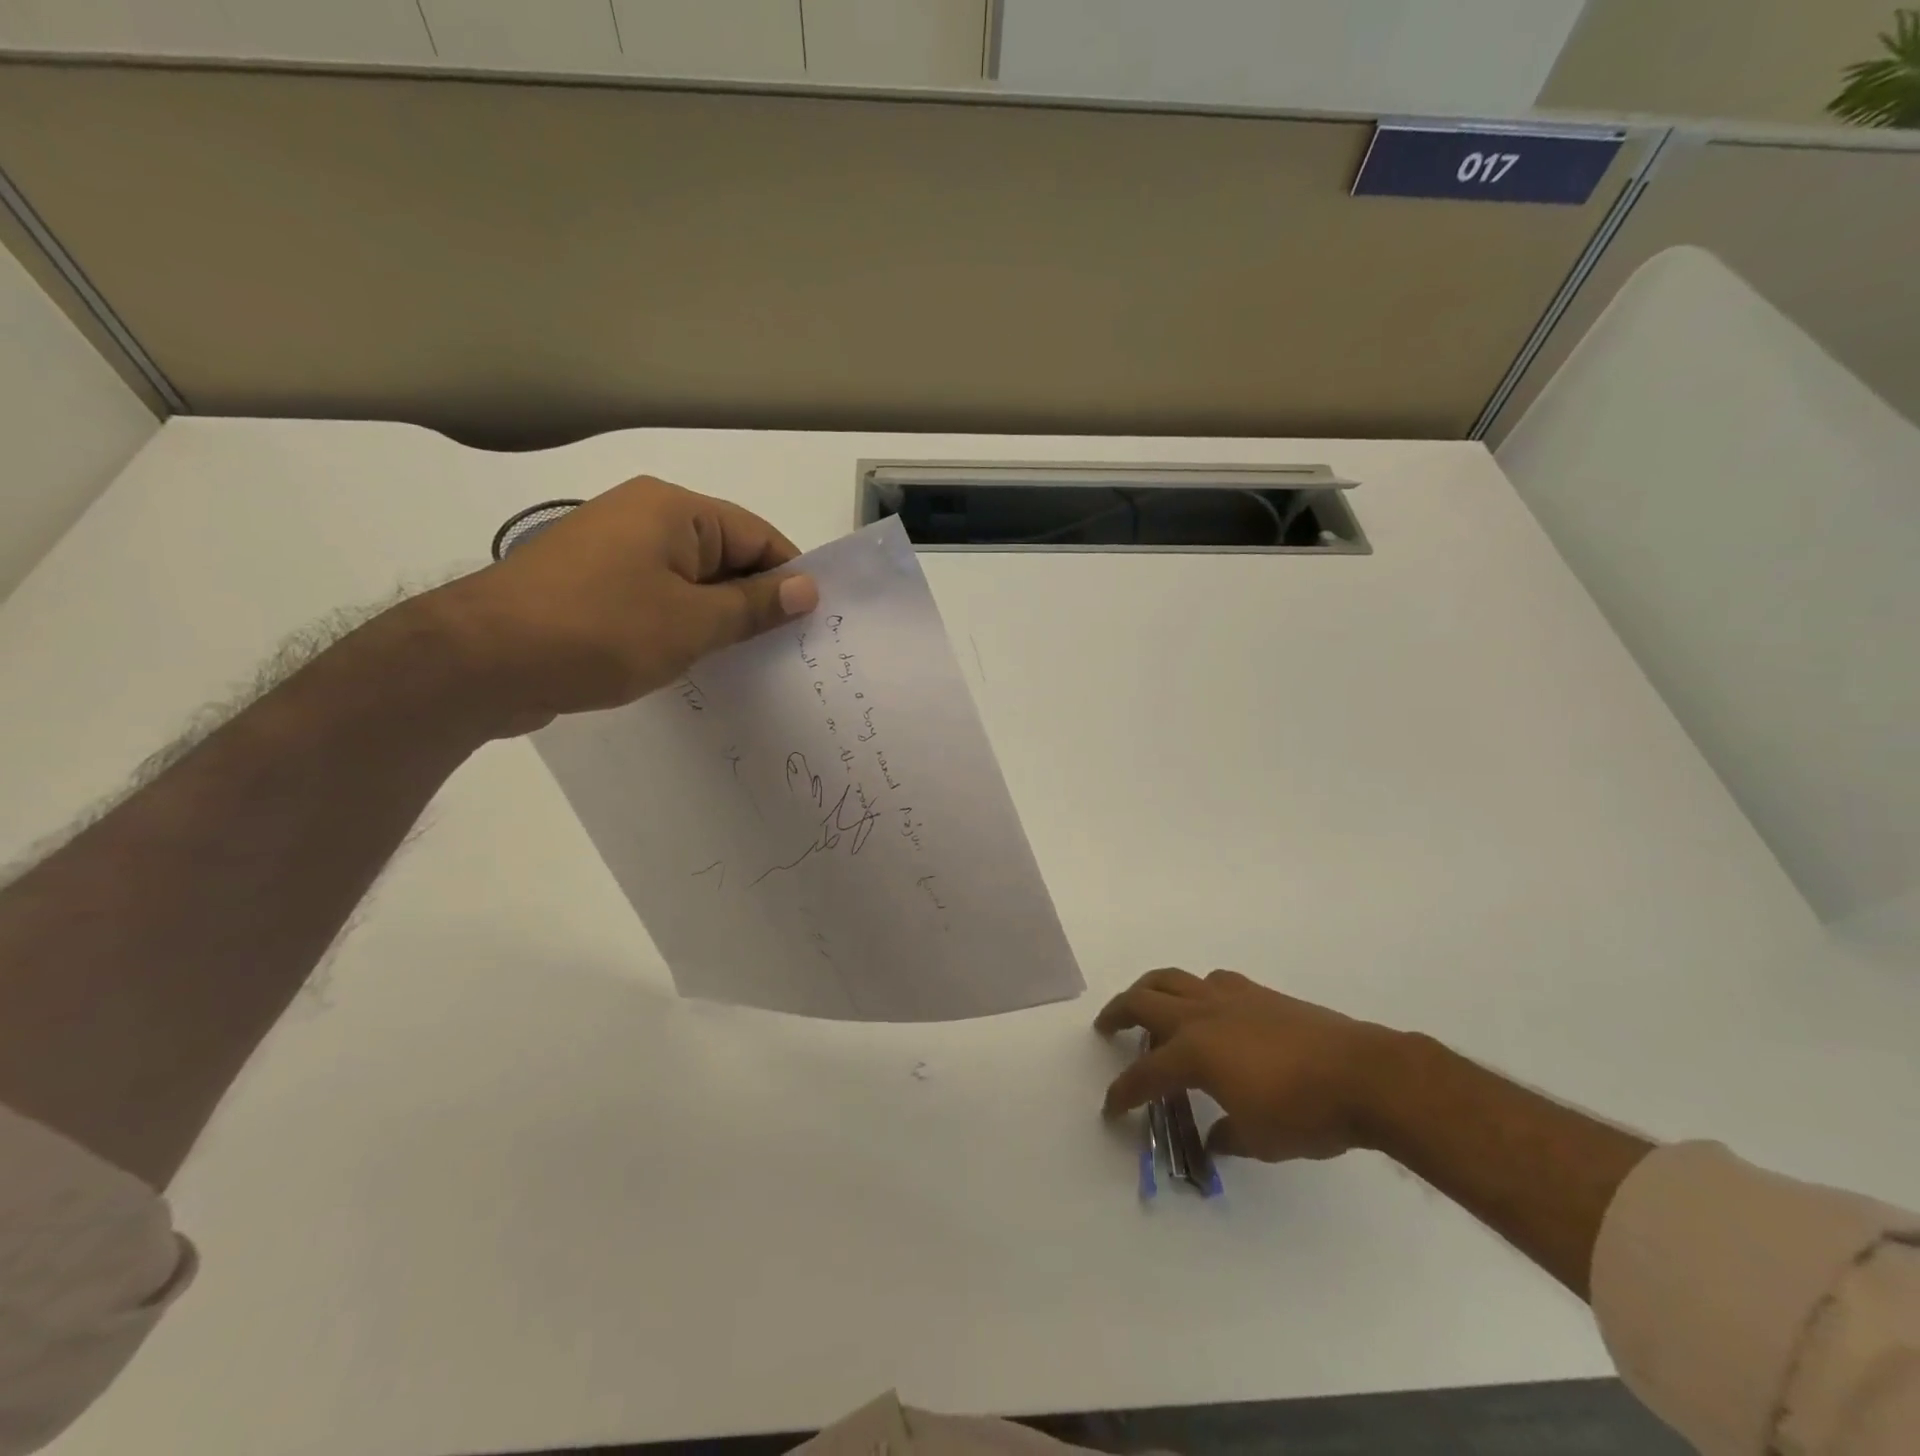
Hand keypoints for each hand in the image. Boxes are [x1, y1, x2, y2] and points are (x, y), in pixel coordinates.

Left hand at [425, 476, 818, 734]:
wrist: (480, 661)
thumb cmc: (600, 632)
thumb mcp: (693, 623)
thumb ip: (754, 606)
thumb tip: (807, 589)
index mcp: (673, 510)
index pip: (757, 536)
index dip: (790, 578)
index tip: (814, 624)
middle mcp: (643, 518)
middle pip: (724, 556)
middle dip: (756, 602)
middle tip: (787, 651)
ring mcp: (612, 552)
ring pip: (690, 582)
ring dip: (718, 618)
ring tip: (746, 663)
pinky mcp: (591, 587)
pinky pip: (656, 599)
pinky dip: (681, 626)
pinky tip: (695, 663)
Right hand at [1095, 968, 1406, 1161]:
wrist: (1365, 1074)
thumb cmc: (1307, 1114)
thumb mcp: (1260, 1140)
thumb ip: (1227, 1136)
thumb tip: (1212, 1138)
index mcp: (1194, 1053)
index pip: (1145, 1073)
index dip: (1123, 1092)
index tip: (1111, 1108)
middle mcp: (1201, 1016)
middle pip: (1142, 1001)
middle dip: (1116, 1014)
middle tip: (1105, 1027)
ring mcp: (1228, 997)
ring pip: (1171, 978)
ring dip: (1149, 989)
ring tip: (1144, 1003)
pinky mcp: (1255, 992)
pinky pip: (1210, 981)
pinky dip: (1194, 990)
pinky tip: (1206, 1008)